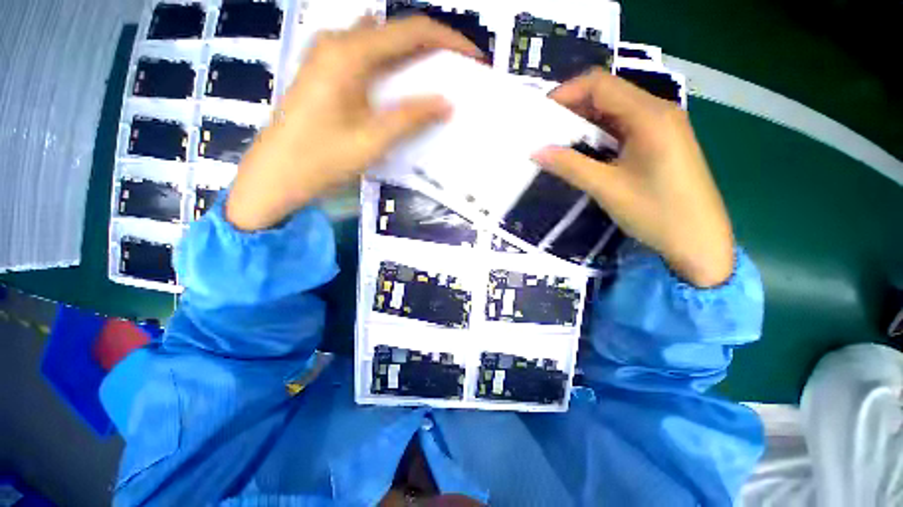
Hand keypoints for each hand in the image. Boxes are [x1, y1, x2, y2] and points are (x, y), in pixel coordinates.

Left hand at [226, 16, 481, 230]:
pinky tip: (402, 89)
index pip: (411, 32)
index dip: (448, 40)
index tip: (473, 58)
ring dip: (412, 58)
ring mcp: (327, 54)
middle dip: (432, 49)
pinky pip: (367, 58)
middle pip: (396, 33)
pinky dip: (392, 68)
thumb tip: (447, 102)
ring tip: (436, 81)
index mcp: (349, 52)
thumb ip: (411, 116)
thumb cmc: (322, 159)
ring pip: (382, 44)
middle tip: (457, 73)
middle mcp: (337, 41)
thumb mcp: (373, 139)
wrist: (276, 174)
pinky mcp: (324, 71)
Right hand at [533, 69, 734, 287]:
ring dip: (585, 122)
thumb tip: (536, 151)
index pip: (600, 85)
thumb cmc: (656, 213)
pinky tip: (584, 150)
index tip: (540, 114)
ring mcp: (663, 126)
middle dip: (573, 108)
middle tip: (544, 130)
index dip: (566, 93)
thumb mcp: (606, 188)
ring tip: (557, 141)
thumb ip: (570, 166)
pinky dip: (600, 134)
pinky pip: (624, 127)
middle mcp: (659, 111)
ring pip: (615, 111)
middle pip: (608, 95)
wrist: (699, 241)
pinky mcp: (662, 142)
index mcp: (649, 116)